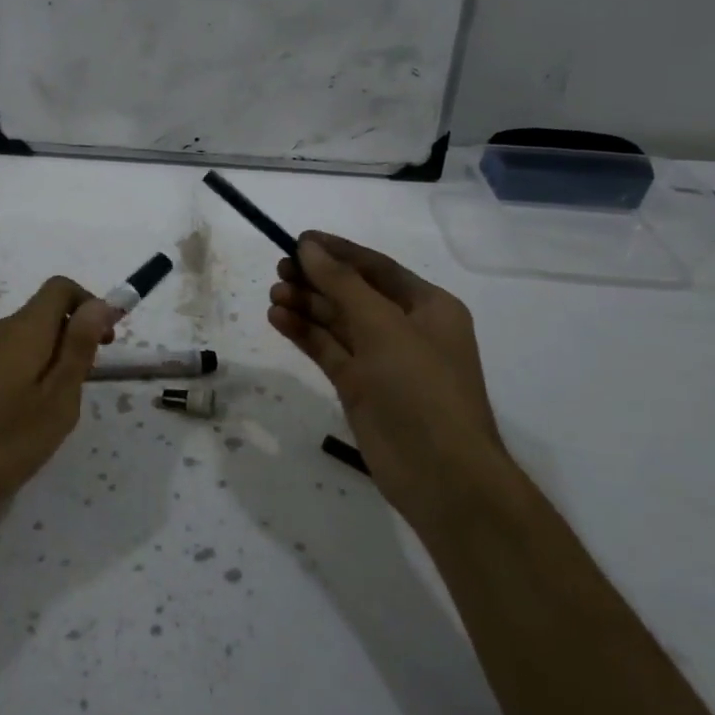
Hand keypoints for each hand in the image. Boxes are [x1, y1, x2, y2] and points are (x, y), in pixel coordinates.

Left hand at [0, 276, 117, 525]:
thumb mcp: (55, 403)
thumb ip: (78, 349)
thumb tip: (99, 304)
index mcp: (21, 330)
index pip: (60, 289)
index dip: (89, 304)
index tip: (104, 342)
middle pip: (38, 317)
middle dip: (66, 341)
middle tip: (75, 391)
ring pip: (14, 342)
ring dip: (38, 362)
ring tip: (39, 414)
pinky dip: (11, 375)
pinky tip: (3, 421)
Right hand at [268, 232, 501, 497]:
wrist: (441, 474)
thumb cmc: (421, 388)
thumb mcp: (383, 326)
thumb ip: (342, 284)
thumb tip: (309, 246)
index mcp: (428, 306)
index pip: (376, 267)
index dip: (337, 252)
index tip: (298, 239)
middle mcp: (405, 328)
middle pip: (353, 292)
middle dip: (317, 279)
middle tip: (279, 269)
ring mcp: (381, 360)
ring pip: (336, 322)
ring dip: (306, 305)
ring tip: (274, 294)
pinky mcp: (359, 387)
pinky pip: (328, 350)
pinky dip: (304, 333)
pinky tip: (278, 319)